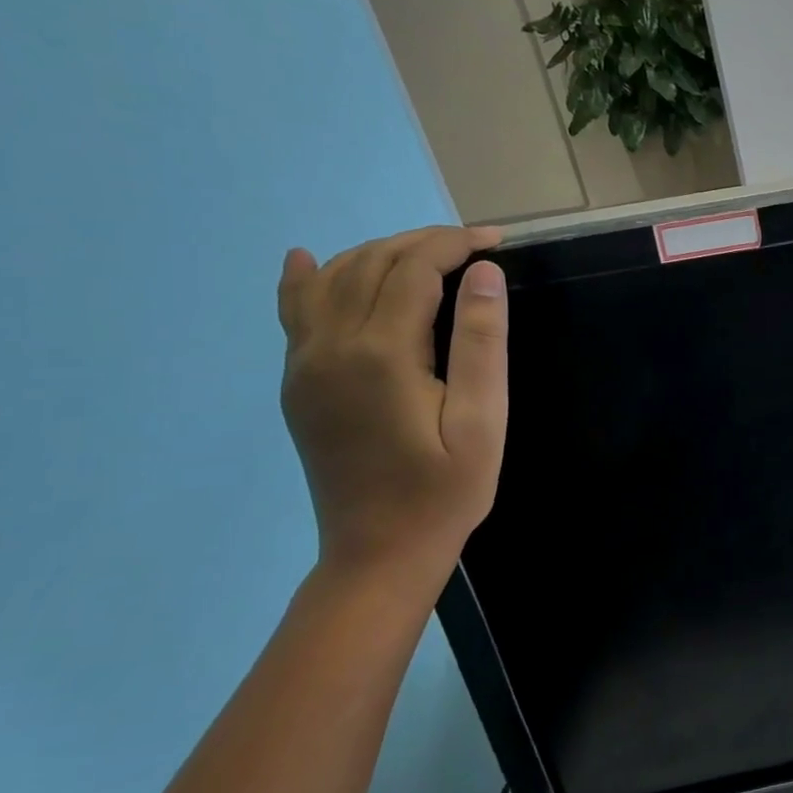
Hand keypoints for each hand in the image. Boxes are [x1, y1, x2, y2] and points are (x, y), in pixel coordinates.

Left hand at [277, 226, 508, 603]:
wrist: (379, 552)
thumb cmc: (447, 489)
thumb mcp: (483, 421)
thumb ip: (482, 343)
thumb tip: (483, 273)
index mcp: (382, 354)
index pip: (415, 268)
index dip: (456, 244)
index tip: (497, 241)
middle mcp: (331, 347)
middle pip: (373, 263)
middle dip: (425, 242)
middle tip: (477, 245)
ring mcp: (305, 364)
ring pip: (334, 279)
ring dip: (381, 252)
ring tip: (431, 254)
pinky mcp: (298, 383)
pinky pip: (295, 313)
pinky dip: (306, 278)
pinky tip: (306, 259)